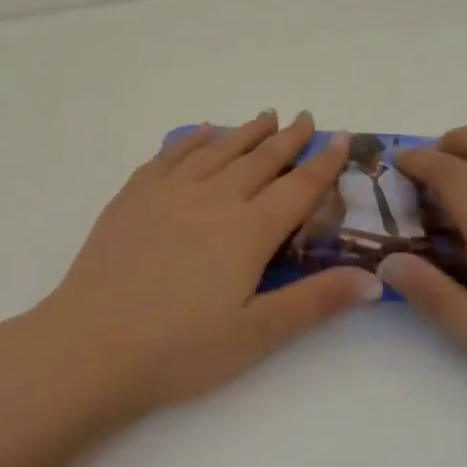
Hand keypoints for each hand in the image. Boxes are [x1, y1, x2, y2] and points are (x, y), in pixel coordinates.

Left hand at [21, 112, 381, 420]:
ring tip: (264, 117)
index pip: (298, 187)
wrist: (92, 344)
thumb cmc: (180, 349)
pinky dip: (192, 139)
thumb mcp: (257, 334)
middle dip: (287, 138)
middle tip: (305, 118)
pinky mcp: (133, 196)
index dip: (323, 163)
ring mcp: (169, 192)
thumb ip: (315, 301)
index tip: (340, 138)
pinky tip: (201, 132)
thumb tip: (374, 279)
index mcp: (248, 230)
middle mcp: (213, 198)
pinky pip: (170, 154)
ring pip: (217, 149)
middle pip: (259, 159)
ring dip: (245, 131)